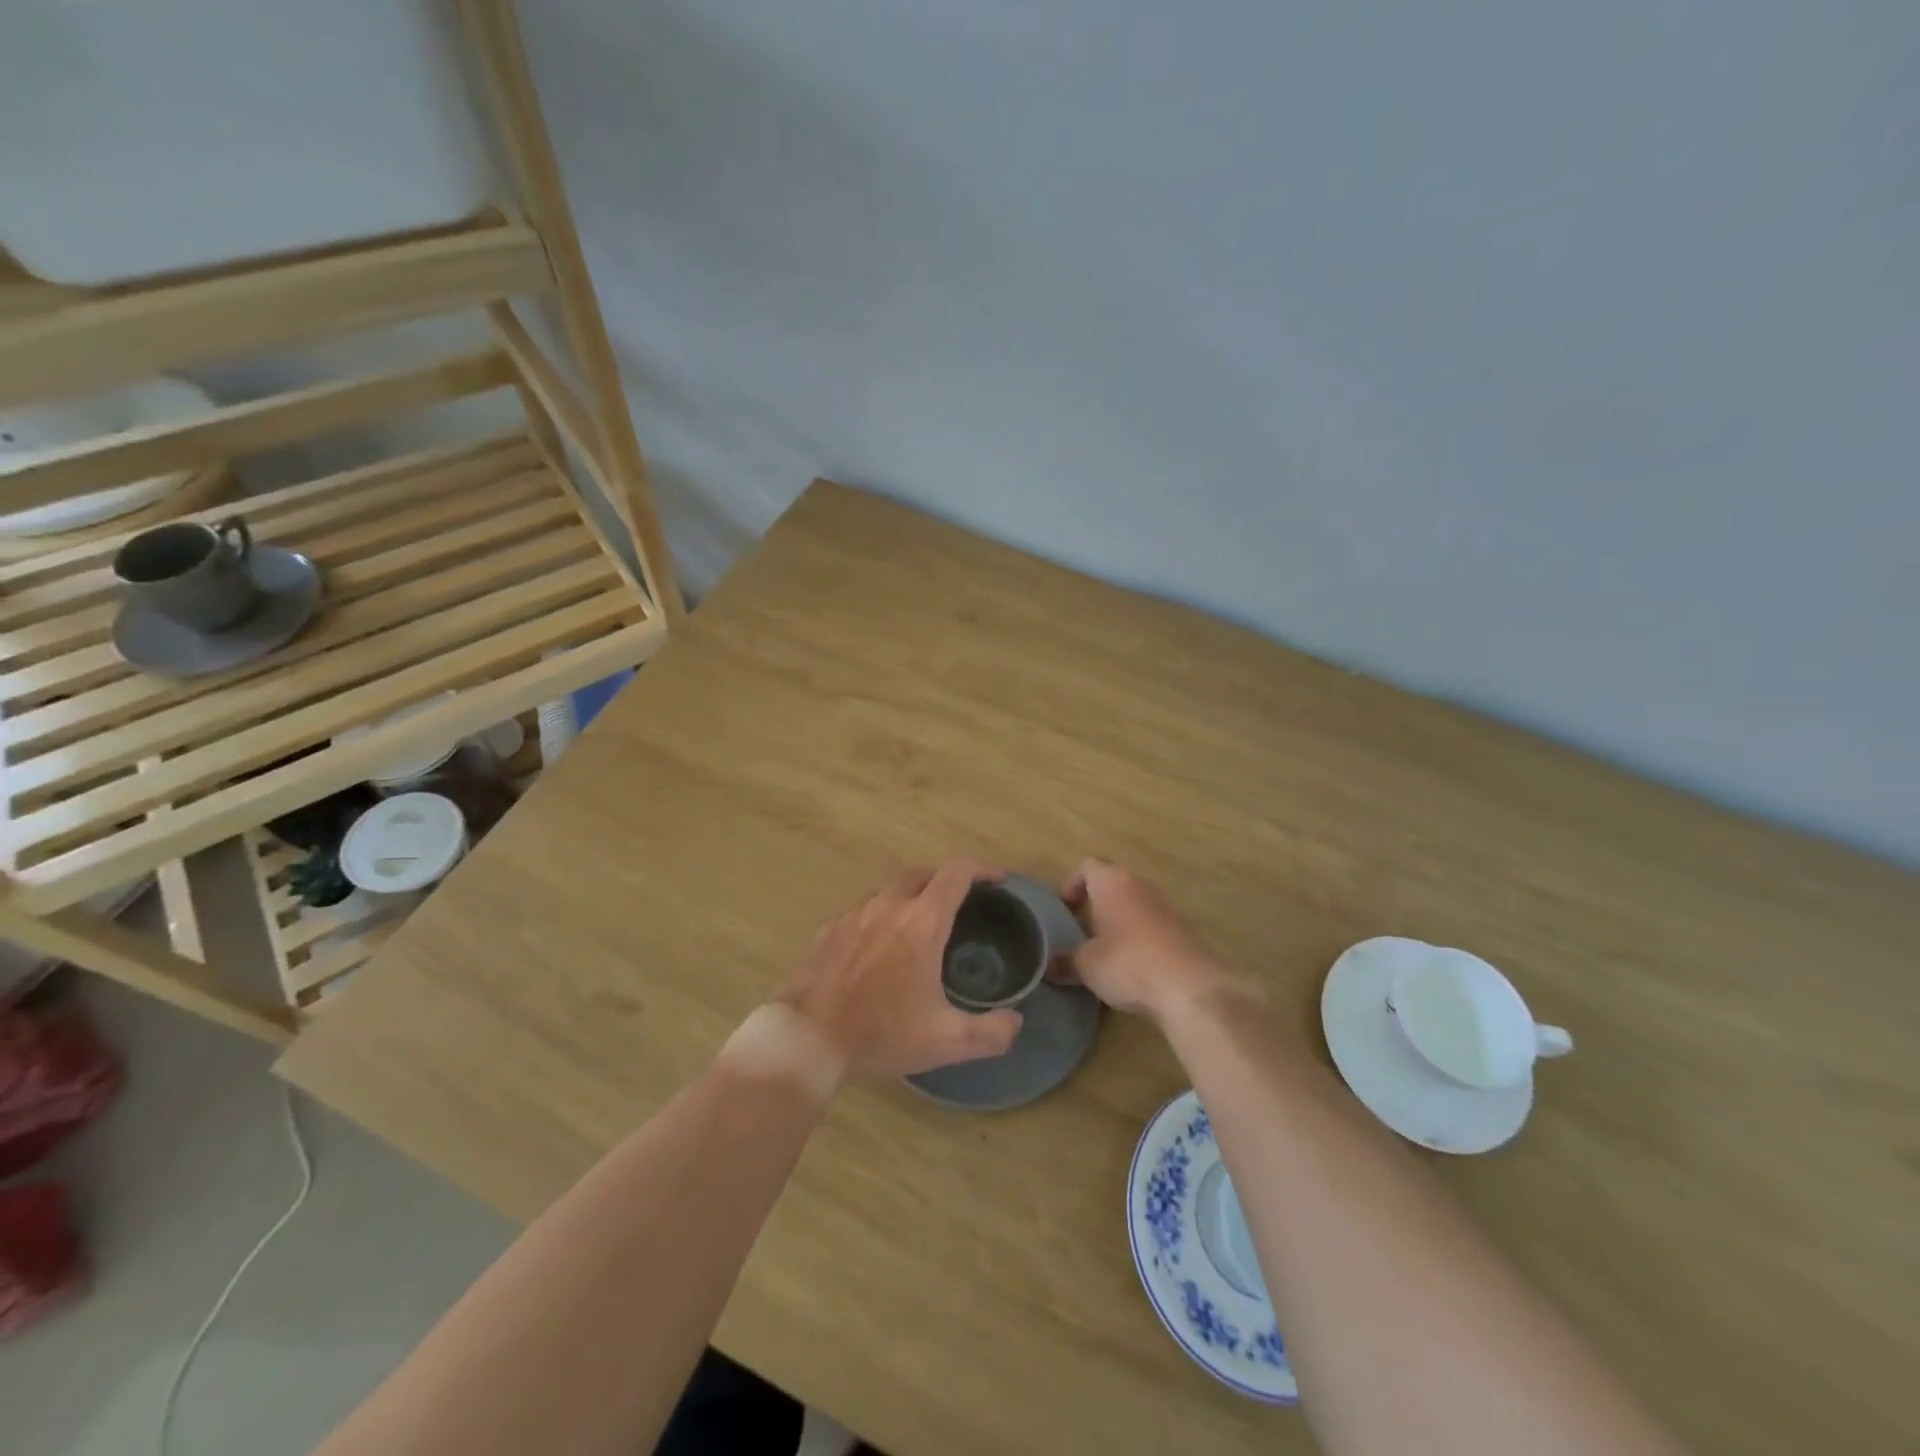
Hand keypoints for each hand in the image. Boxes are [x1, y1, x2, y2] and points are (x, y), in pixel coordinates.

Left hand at [779, 860, 1023, 1081]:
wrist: (807, 1040)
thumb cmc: (881, 1034)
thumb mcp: (946, 1042)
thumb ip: (991, 1032)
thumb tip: (1015, 1021)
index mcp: (922, 922)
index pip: (957, 873)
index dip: (982, 869)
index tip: (998, 880)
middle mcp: (888, 906)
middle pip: (921, 873)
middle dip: (944, 879)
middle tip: (958, 902)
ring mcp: (853, 915)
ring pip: (888, 891)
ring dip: (908, 898)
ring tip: (916, 927)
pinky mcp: (827, 930)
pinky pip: (860, 912)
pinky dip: (877, 918)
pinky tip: (875, 948)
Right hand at [1057, 859, 1250, 1023]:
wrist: (1189, 987)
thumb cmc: (1127, 962)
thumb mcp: (1086, 966)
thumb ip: (1064, 962)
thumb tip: (1048, 966)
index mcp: (1111, 881)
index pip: (1087, 866)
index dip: (1073, 885)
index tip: (1066, 911)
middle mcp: (1139, 884)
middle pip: (1112, 883)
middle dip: (1097, 905)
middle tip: (1083, 934)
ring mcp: (1165, 905)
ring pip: (1134, 904)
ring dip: (1120, 922)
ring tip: (1107, 953)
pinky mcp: (1183, 929)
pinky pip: (1153, 925)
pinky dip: (1141, 939)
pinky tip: (1135, 968)